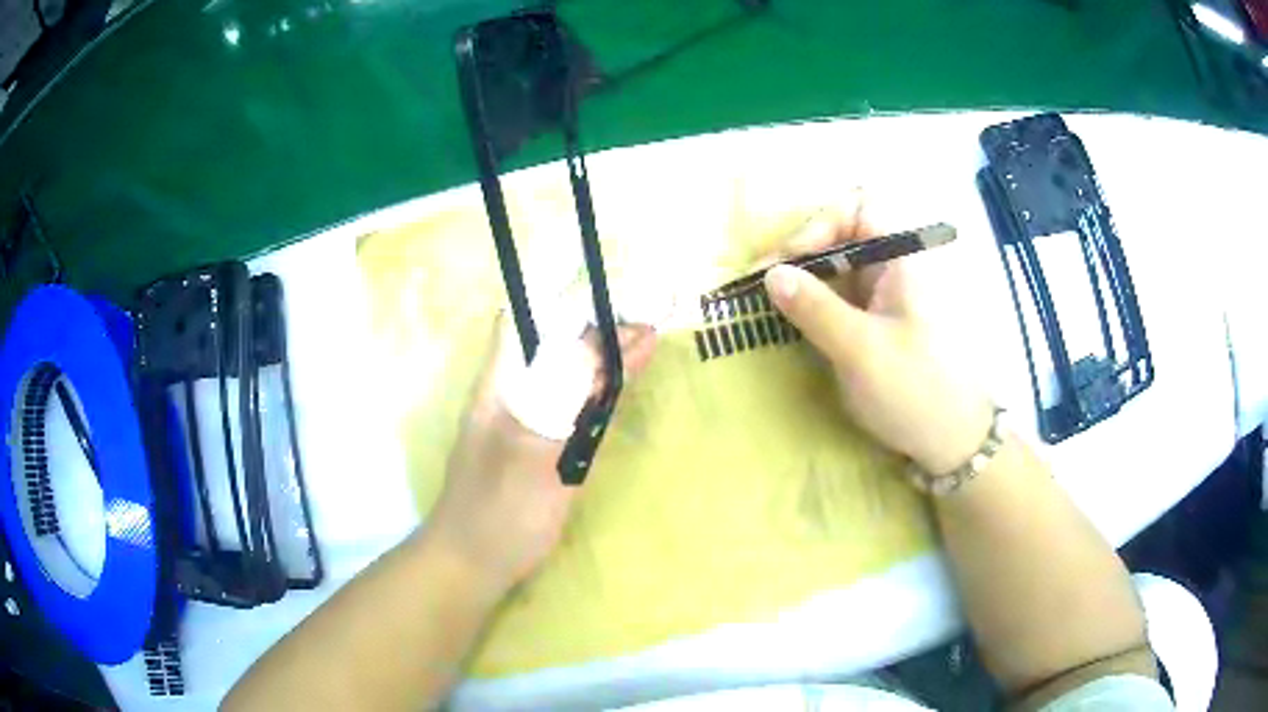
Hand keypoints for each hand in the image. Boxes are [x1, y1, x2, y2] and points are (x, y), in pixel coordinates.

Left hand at [427, 320, 656, 593]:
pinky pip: (579, 408)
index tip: (611, 293)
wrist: (476, 563)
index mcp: (501, 383)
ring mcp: (533, 421)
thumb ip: (565, 401)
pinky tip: (627, 382)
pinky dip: (605, 391)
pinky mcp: (548, 448)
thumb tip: (602, 345)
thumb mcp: (531, 452)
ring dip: (606, 356)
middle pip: (557, 345)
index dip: (565, 300)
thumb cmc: (496, 510)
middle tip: (650, 312)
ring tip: (649, 336)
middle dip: (599, 326)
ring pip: (572, 375)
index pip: (527, 320)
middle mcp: (516, 393)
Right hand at [762, 209, 992, 475]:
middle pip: (839, 236)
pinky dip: (809, 306)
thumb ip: (816, 309)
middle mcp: (891, 270)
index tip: (791, 261)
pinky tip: (786, 322)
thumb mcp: (862, 351)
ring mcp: (882, 299)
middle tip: (760, 285)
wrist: (953, 443)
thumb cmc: (916, 391)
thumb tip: (770, 274)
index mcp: (901, 260)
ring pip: (834, 270)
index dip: (821, 224)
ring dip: (800, 281)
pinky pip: (836, 301)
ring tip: (763, 304)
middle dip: (799, 254)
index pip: (858, 208)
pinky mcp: (872, 326)